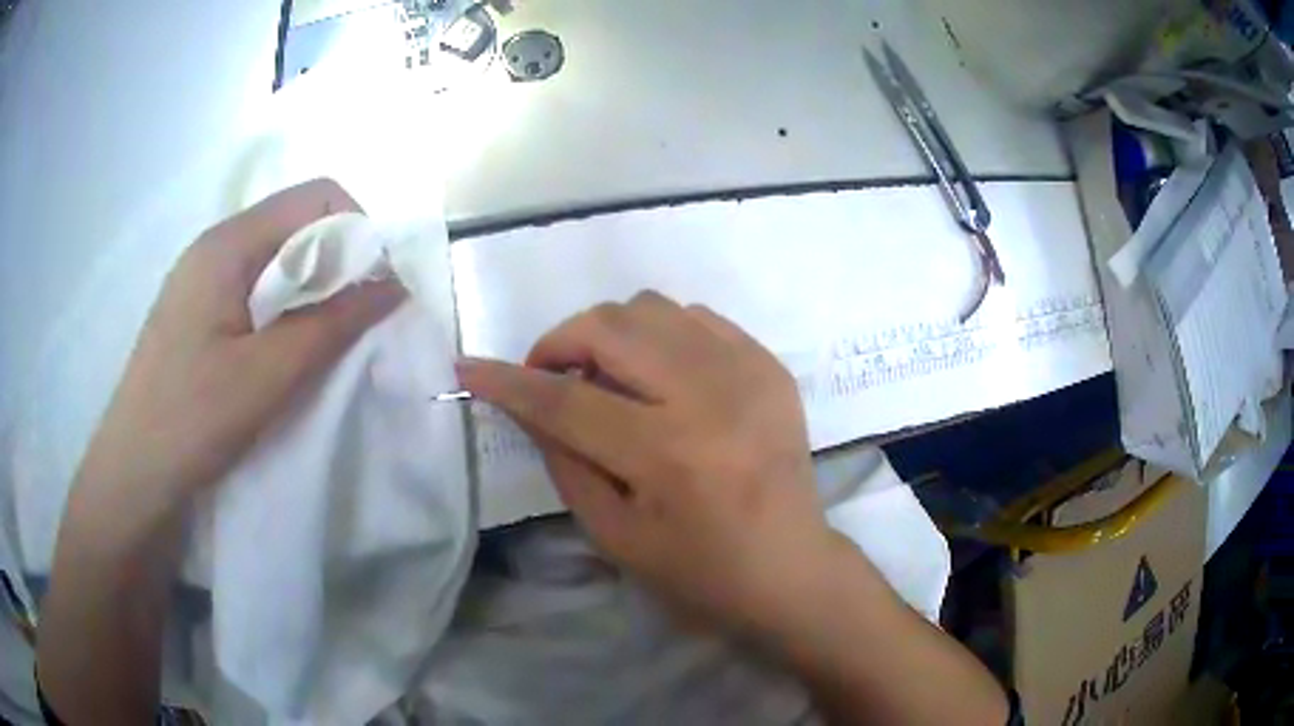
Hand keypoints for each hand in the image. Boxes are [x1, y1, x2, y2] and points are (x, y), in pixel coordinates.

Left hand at [78, 179, 403, 500]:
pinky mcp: (199, 312)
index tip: (372, 289)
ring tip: (322, 343)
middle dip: (338, 263)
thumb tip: (396, 283)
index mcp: (227, 243)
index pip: (315, 196)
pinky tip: (285, 352)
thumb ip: (332, 323)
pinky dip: (286, 309)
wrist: (133, 475)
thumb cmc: (191, 420)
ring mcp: (203, 279)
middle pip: (296, 223)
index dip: (357, 231)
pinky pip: (256, 289)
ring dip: (313, 290)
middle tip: (352, 324)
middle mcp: (215, 246)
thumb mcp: (267, 375)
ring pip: (277, 259)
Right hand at [457, 291, 849, 635]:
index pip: (567, 400)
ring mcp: (748, 372)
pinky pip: (696, 318)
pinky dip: (659, 335)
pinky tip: (658, 374)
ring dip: (609, 333)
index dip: (509, 382)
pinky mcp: (770, 365)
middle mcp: (711, 396)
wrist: (791, 569)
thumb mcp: (615, 536)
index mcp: (669, 454)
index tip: (468, 367)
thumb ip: (565, 462)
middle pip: (611, 327)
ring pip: (652, 308)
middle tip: (550, 376)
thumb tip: (528, 403)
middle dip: (560, 343)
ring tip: (606, 376)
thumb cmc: (700, 573)